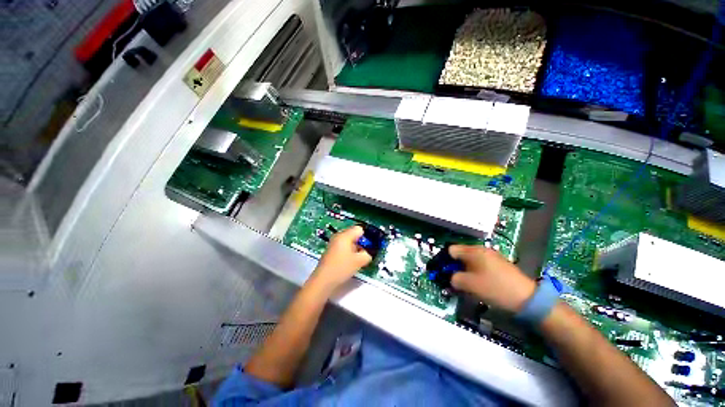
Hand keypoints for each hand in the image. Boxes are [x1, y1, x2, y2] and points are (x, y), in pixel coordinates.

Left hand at [308, 226, 371, 294]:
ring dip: (355, 249)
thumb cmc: (341, 268)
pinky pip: (343, 247)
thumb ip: (367, 254)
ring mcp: (333, 243)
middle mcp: (338, 236)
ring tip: (357, 260)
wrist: (323, 281)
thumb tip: (367, 253)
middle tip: (364, 254)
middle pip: (354, 234)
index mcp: (345, 235)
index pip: (359, 229)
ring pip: (349, 242)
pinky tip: (349, 263)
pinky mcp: (331, 251)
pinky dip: (348, 252)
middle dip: (361, 243)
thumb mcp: (359, 261)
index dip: (366, 237)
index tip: (369, 247)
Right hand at [449, 245, 536, 312]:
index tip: (444, 271)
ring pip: (471, 260)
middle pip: (461, 254)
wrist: (526, 298)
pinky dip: (475, 272)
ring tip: (467, 283)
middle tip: (454, 279)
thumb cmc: (495, 288)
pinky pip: (480, 265)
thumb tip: (451, 278)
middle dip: (455, 266)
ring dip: (465, 270)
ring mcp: (492, 256)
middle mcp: (482, 250)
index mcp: (474, 251)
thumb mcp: (470, 285)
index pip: (451, 250)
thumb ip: (454, 279)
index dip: (445, 260)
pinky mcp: (499, 264)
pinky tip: (479, 283)